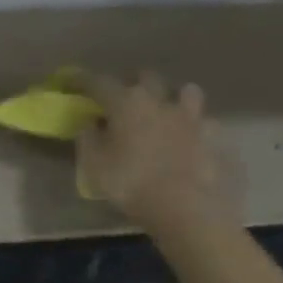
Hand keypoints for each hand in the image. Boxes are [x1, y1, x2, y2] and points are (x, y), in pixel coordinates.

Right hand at [77, 72, 239, 230]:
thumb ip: (88, 139)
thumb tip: (89, 123)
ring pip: (184, 91)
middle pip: (144, 77)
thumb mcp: (94, 165)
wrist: (184, 205)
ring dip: (171, 97)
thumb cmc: (131, 183)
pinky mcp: (211, 135)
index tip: (71, 81)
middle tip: (122, 97)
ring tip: (165, 110)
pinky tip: (189, 139)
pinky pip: (203, 122)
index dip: (82, 80)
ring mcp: (189, 115)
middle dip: (131, 82)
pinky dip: (194, 127)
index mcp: (126, 103)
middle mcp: (159, 100)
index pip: (99, 83)